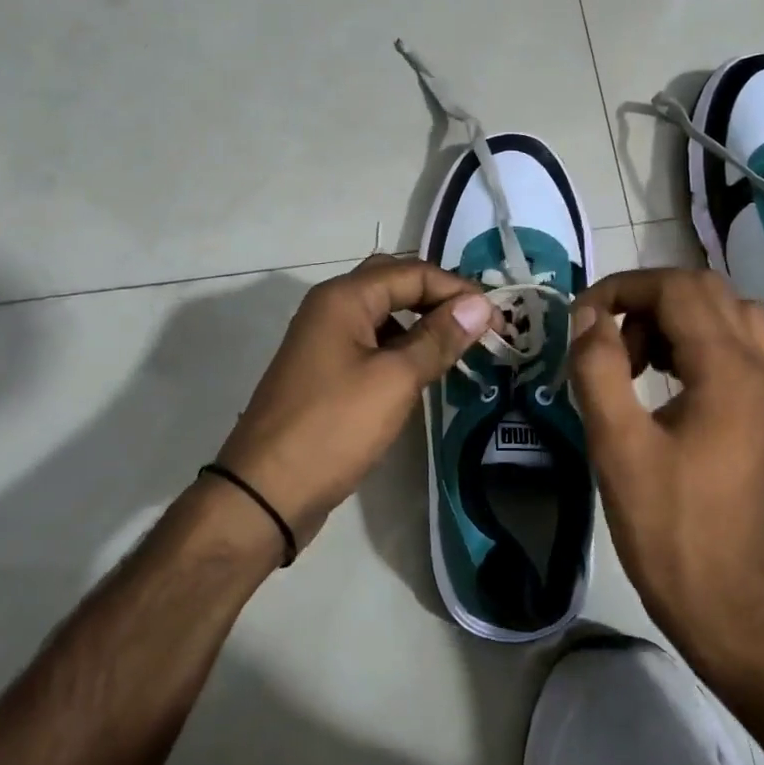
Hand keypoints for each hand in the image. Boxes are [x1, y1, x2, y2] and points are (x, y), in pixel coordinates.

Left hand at [215, 254, 496, 548]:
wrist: (266, 491)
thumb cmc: (334, 427)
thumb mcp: (395, 380)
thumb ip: (438, 338)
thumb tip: (479, 305)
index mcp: (344, 298)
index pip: (413, 273)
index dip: (458, 290)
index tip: (497, 319)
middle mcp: (331, 308)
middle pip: (395, 284)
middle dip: (439, 299)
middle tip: (478, 325)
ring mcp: (324, 341)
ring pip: (383, 315)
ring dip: (422, 324)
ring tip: (460, 347)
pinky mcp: (325, 371)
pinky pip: (372, 344)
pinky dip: (402, 348)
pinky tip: (424, 371)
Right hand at [569, 268, 763, 670]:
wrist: (725, 600)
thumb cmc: (667, 527)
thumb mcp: (617, 446)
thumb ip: (599, 369)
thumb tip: (588, 317)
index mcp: (728, 370)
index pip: (678, 288)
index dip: (622, 288)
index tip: (580, 319)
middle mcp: (757, 368)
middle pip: (706, 290)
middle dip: (647, 300)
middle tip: (607, 340)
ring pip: (723, 315)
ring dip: (671, 319)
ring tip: (631, 362)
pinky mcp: (760, 413)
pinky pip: (731, 348)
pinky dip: (691, 343)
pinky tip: (658, 383)